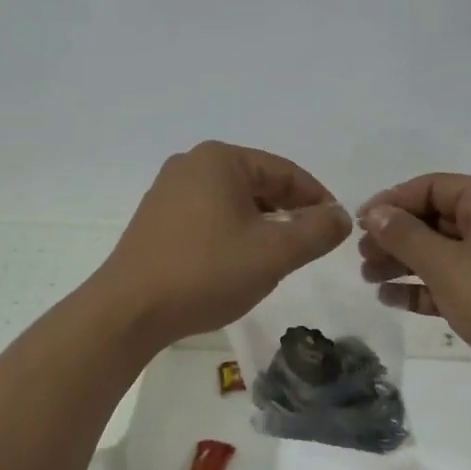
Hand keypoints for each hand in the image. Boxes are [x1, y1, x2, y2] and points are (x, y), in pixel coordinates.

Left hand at [99, 142, 352, 346]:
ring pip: (233, 202)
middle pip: (258, 184)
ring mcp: (168, 191)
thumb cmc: (206, 272)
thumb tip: (341, 216)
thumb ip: (316, 231)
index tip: (337, 229)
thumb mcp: (274, 253)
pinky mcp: (156, 219)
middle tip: (309, 248)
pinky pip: (208, 217)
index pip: (286, 172)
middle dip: (288, 214)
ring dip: (261, 226)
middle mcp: (191, 164)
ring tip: (276, 259)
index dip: (318, 200)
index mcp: (220, 159)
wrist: (129, 310)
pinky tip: (237, 263)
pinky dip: (232, 234)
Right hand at [358, 174, 470, 412]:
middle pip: (435, 219)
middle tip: (361, 258)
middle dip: (395, 236)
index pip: (432, 187)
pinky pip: (455, 283)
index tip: (358, 225)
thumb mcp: (448, 265)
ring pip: (442, 253)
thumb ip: (406, 236)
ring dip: (405, 264)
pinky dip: (425, 289)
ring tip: (368, 279)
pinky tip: (393, 300)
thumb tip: (376, 213)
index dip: (391, 202)